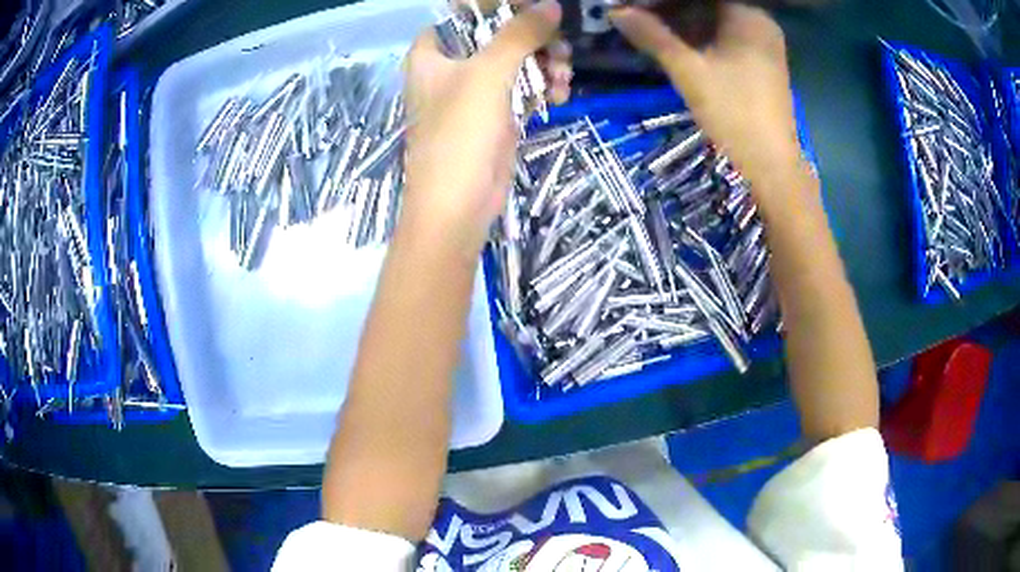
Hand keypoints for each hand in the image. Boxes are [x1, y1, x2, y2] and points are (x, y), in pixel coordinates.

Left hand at [402, 0, 570, 257]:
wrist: (458, 206)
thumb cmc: (460, 133)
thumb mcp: (489, 73)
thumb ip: (519, 34)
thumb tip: (551, 5)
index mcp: (432, 53)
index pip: (464, 14)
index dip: (500, 8)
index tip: (535, 11)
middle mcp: (451, 68)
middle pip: (497, 35)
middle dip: (534, 40)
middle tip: (559, 48)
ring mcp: (474, 93)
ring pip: (516, 62)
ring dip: (545, 65)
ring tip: (563, 78)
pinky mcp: (495, 116)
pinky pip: (523, 89)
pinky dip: (542, 88)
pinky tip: (560, 96)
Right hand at [610, 4, 801, 186]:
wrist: (771, 164)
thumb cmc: (734, 112)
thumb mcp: (688, 71)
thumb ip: (653, 36)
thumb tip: (616, 11)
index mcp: (748, 16)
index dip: (666, 0)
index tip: (639, 5)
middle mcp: (760, 22)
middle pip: (709, 4)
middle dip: (673, 8)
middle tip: (641, 16)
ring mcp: (764, 43)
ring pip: (717, 20)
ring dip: (685, 22)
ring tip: (652, 28)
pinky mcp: (762, 63)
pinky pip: (727, 37)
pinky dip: (703, 37)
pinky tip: (679, 44)